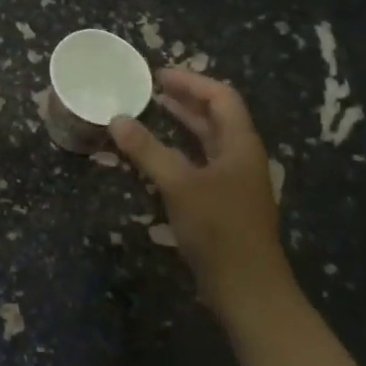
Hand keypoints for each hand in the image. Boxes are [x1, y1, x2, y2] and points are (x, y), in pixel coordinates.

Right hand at [110, 68, 287, 318]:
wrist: (248, 289)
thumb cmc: (219, 229)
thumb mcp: (180, 185)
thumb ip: (148, 150)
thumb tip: (117, 119)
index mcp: (241, 143)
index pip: (221, 97)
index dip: (191, 82)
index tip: (158, 76)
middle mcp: (241, 156)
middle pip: (216, 117)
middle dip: (186, 100)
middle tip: (150, 90)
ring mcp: (234, 182)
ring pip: (208, 142)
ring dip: (182, 126)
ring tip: (151, 114)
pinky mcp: (224, 204)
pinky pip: (201, 164)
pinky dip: (179, 153)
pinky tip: (157, 158)